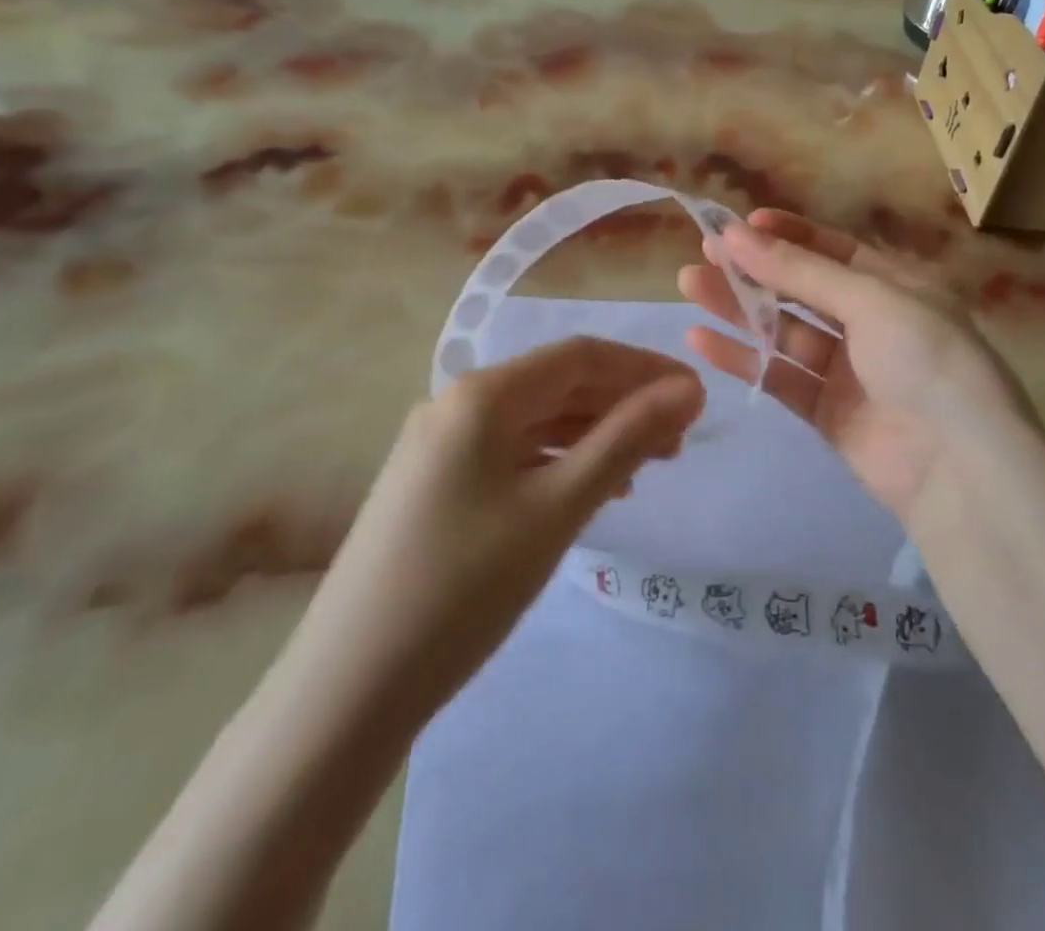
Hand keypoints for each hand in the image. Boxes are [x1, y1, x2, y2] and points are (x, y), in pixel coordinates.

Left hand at [285, 338, 704, 725]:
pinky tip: (592, 489)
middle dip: (623, 404)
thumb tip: (688, 390)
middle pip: (559, 385)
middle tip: (681, 440)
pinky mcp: (437, 484)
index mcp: (482, 394)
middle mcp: (458, 404)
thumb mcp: (558, 508)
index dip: (643, 369)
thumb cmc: (464, 588)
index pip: (580, 357)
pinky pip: (513, 454)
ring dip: (596, 434)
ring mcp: (442, 445)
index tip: (696, 396)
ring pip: (537, 421)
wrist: (348, 689)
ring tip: (649, 466)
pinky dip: (560, 462)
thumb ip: (626, 439)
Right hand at [677, 210, 1037, 523]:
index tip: (740, 225)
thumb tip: (736, 233)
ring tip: (689, 286)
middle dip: (754, 270)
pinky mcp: (826, 412)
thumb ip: (799, 272)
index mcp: (896, 286)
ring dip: (739, 309)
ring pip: (784, 331)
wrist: (960, 468)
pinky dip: (743, 358)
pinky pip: (779, 376)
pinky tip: (701, 340)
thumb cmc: (925, 359)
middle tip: (703, 253)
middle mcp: (872, 323)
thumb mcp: (869, 300)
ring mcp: (849, 370)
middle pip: (802, 289)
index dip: (788, 235)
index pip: (834, 250)